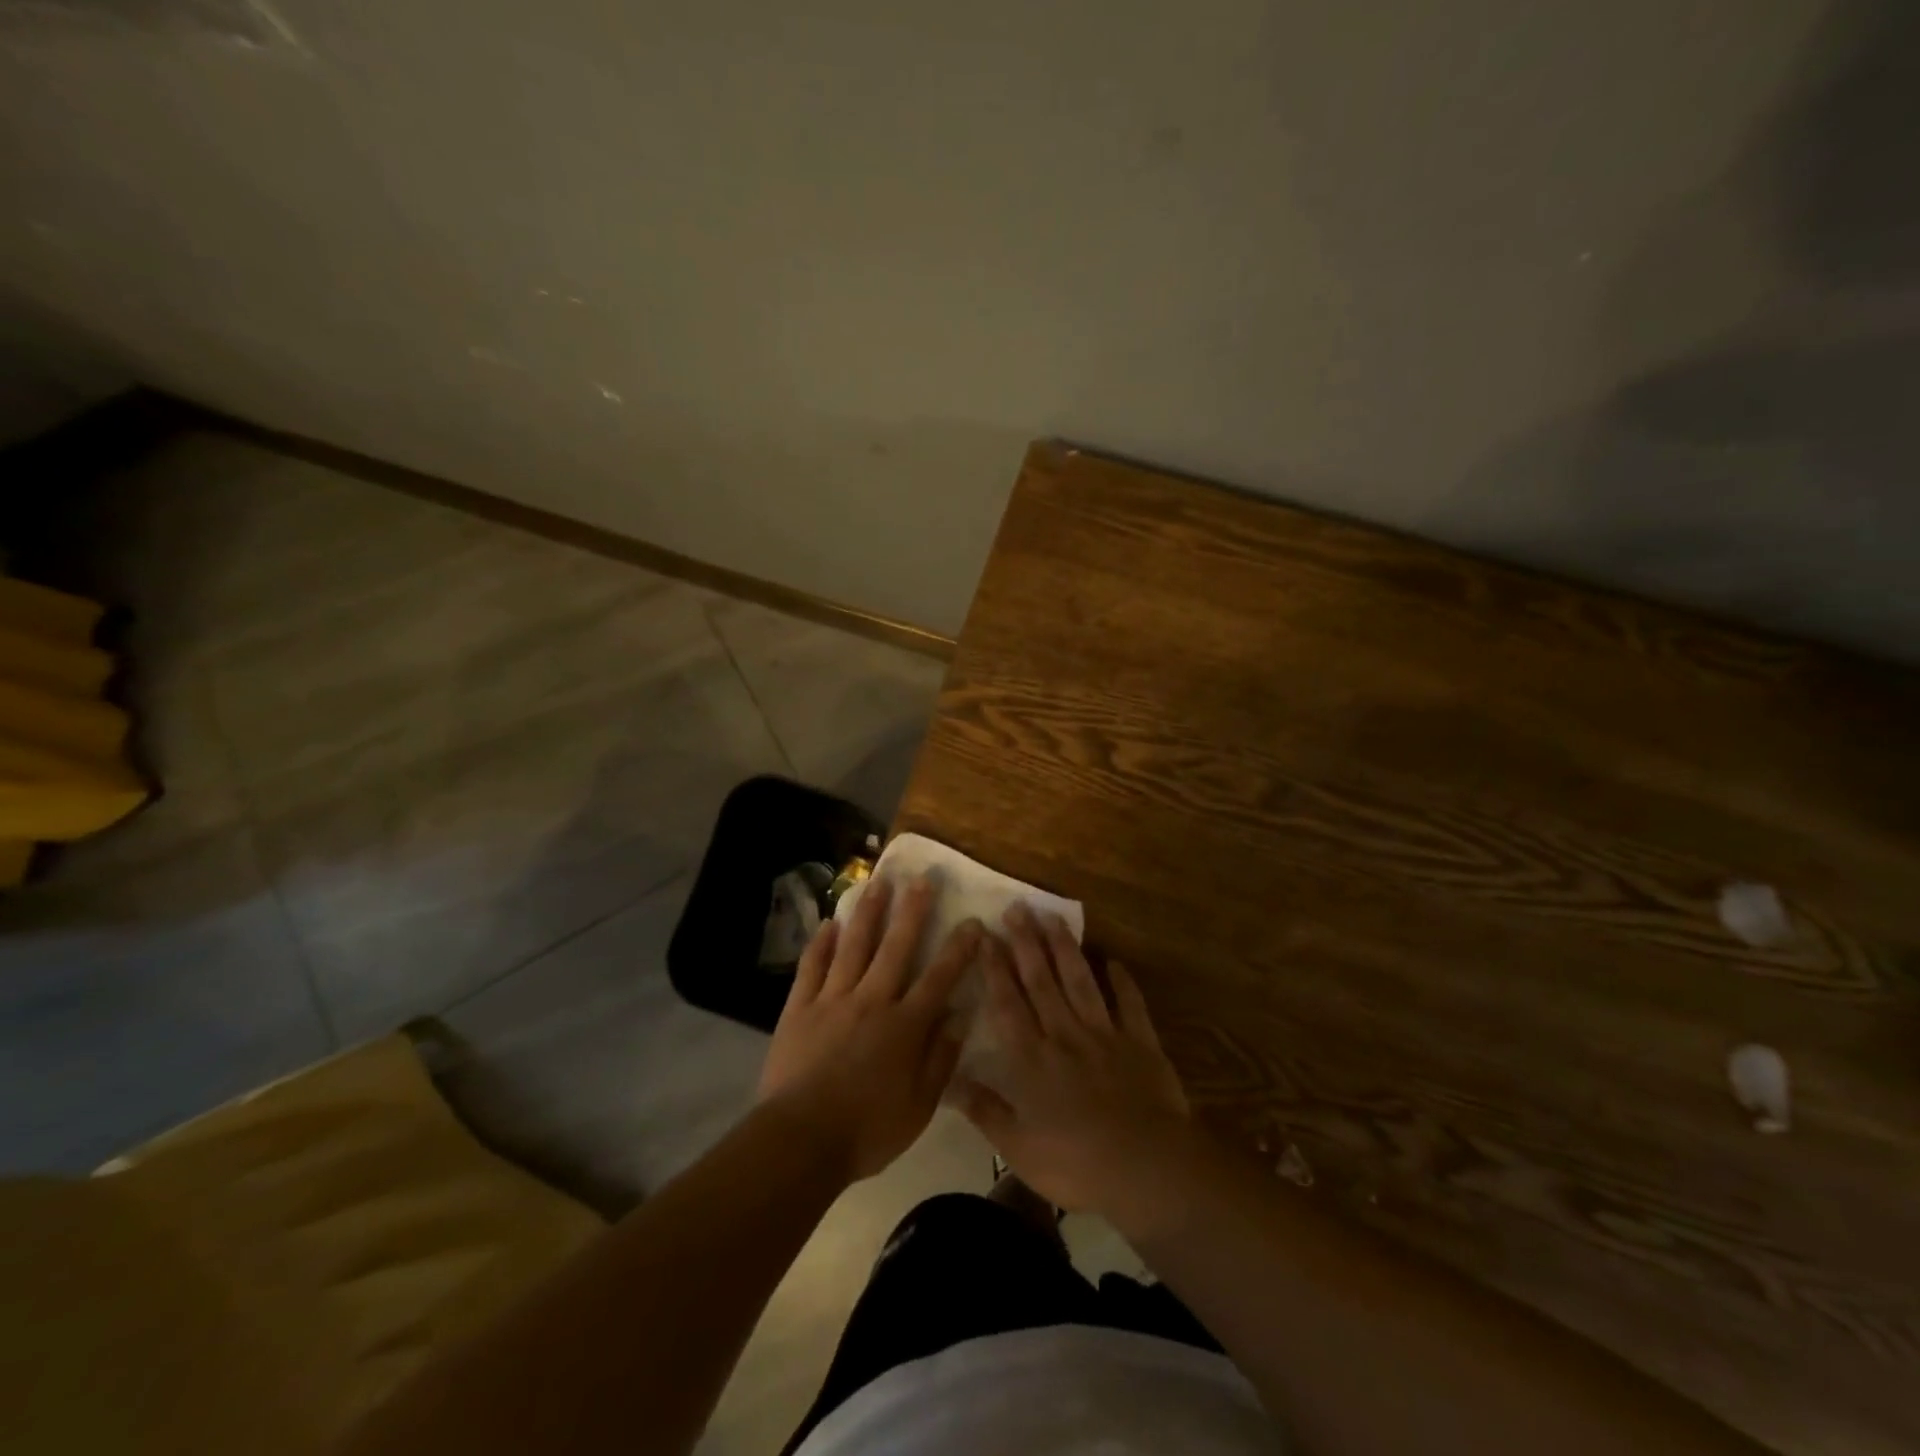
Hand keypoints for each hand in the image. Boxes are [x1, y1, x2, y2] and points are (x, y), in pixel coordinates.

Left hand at [758, 875, 981, 1183]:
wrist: (801, 1140)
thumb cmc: (868, 1129)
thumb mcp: (920, 1106)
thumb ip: (941, 1058)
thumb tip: (960, 1015)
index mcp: (905, 1025)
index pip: (939, 978)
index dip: (958, 949)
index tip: (973, 921)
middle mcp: (872, 1000)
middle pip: (896, 947)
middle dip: (912, 911)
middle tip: (922, 878)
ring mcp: (833, 999)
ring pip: (854, 946)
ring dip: (868, 912)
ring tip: (877, 882)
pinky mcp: (800, 1007)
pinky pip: (812, 967)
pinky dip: (820, 943)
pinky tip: (828, 923)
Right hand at [953, 903, 1194, 1222]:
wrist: (1146, 1168)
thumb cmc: (1076, 1163)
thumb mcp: (1018, 1148)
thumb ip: (984, 1110)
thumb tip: (947, 1080)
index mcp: (1032, 1059)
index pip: (1007, 1003)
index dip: (994, 967)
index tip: (984, 935)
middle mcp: (1064, 1034)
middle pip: (1042, 981)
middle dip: (1026, 943)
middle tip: (1016, 908)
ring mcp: (1104, 1034)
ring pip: (1080, 981)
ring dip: (1065, 948)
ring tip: (1053, 917)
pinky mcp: (1140, 1042)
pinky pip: (1130, 1004)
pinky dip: (1122, 981)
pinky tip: (1113, 960)